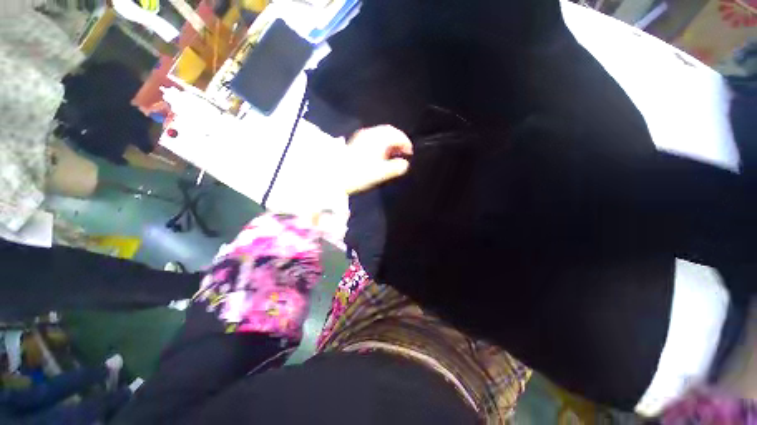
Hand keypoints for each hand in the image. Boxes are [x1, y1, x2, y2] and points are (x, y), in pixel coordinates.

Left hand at [344, 125, 413, 194]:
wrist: (336, 176)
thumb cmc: (360, 174)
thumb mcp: (380, 173)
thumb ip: (395, 168)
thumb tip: (405, 164)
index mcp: (377, 139)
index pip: (396, 134)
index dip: (406, 142)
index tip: (410, 153)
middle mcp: (370, 134)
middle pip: (388, 131)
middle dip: (398, 140)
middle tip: (404, 152)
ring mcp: (361, 137)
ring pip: (380, 134)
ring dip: (390, 141)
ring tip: (394, 154)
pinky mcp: (356, 142)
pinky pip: (373, 137)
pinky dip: (381, 143)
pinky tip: (381, 153)